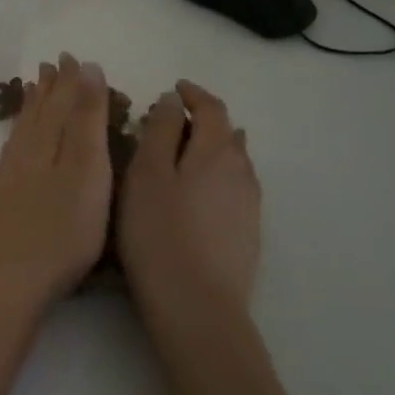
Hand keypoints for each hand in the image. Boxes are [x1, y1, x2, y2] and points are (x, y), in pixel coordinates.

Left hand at [0, 53, 113, 313]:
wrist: (10, 277)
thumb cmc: (62, 230)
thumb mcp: (86, 171)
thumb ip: (86, 121)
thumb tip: (86, 71)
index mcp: (48, 144)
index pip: (61, 103)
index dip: (69, 82)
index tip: (71, 58)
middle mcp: (23, 154)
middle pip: (37, 114)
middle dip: (47, 90)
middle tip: (50, 66)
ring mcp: (5, 178)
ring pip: (20, 133)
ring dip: (30, 109)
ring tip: (33, 91)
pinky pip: (8, 154)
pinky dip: (16, 139)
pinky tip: (16, 144)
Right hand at [118, 80, 261, 331]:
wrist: (197, 305)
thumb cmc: (159, 233)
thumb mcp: (146, 174)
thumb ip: (160, 131)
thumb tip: (172, 101)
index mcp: (215, 151)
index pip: (211, 108)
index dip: (193, 94)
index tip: (173, 89)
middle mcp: (240, 171)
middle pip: (226, 133)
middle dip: (200, 120)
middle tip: (167, 123)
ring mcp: (248, 204)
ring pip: (233, 161)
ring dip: (209, 148)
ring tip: (181, 155)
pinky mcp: (247, 232)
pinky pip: (233, 187)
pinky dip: (215, 175)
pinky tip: (196, 193)